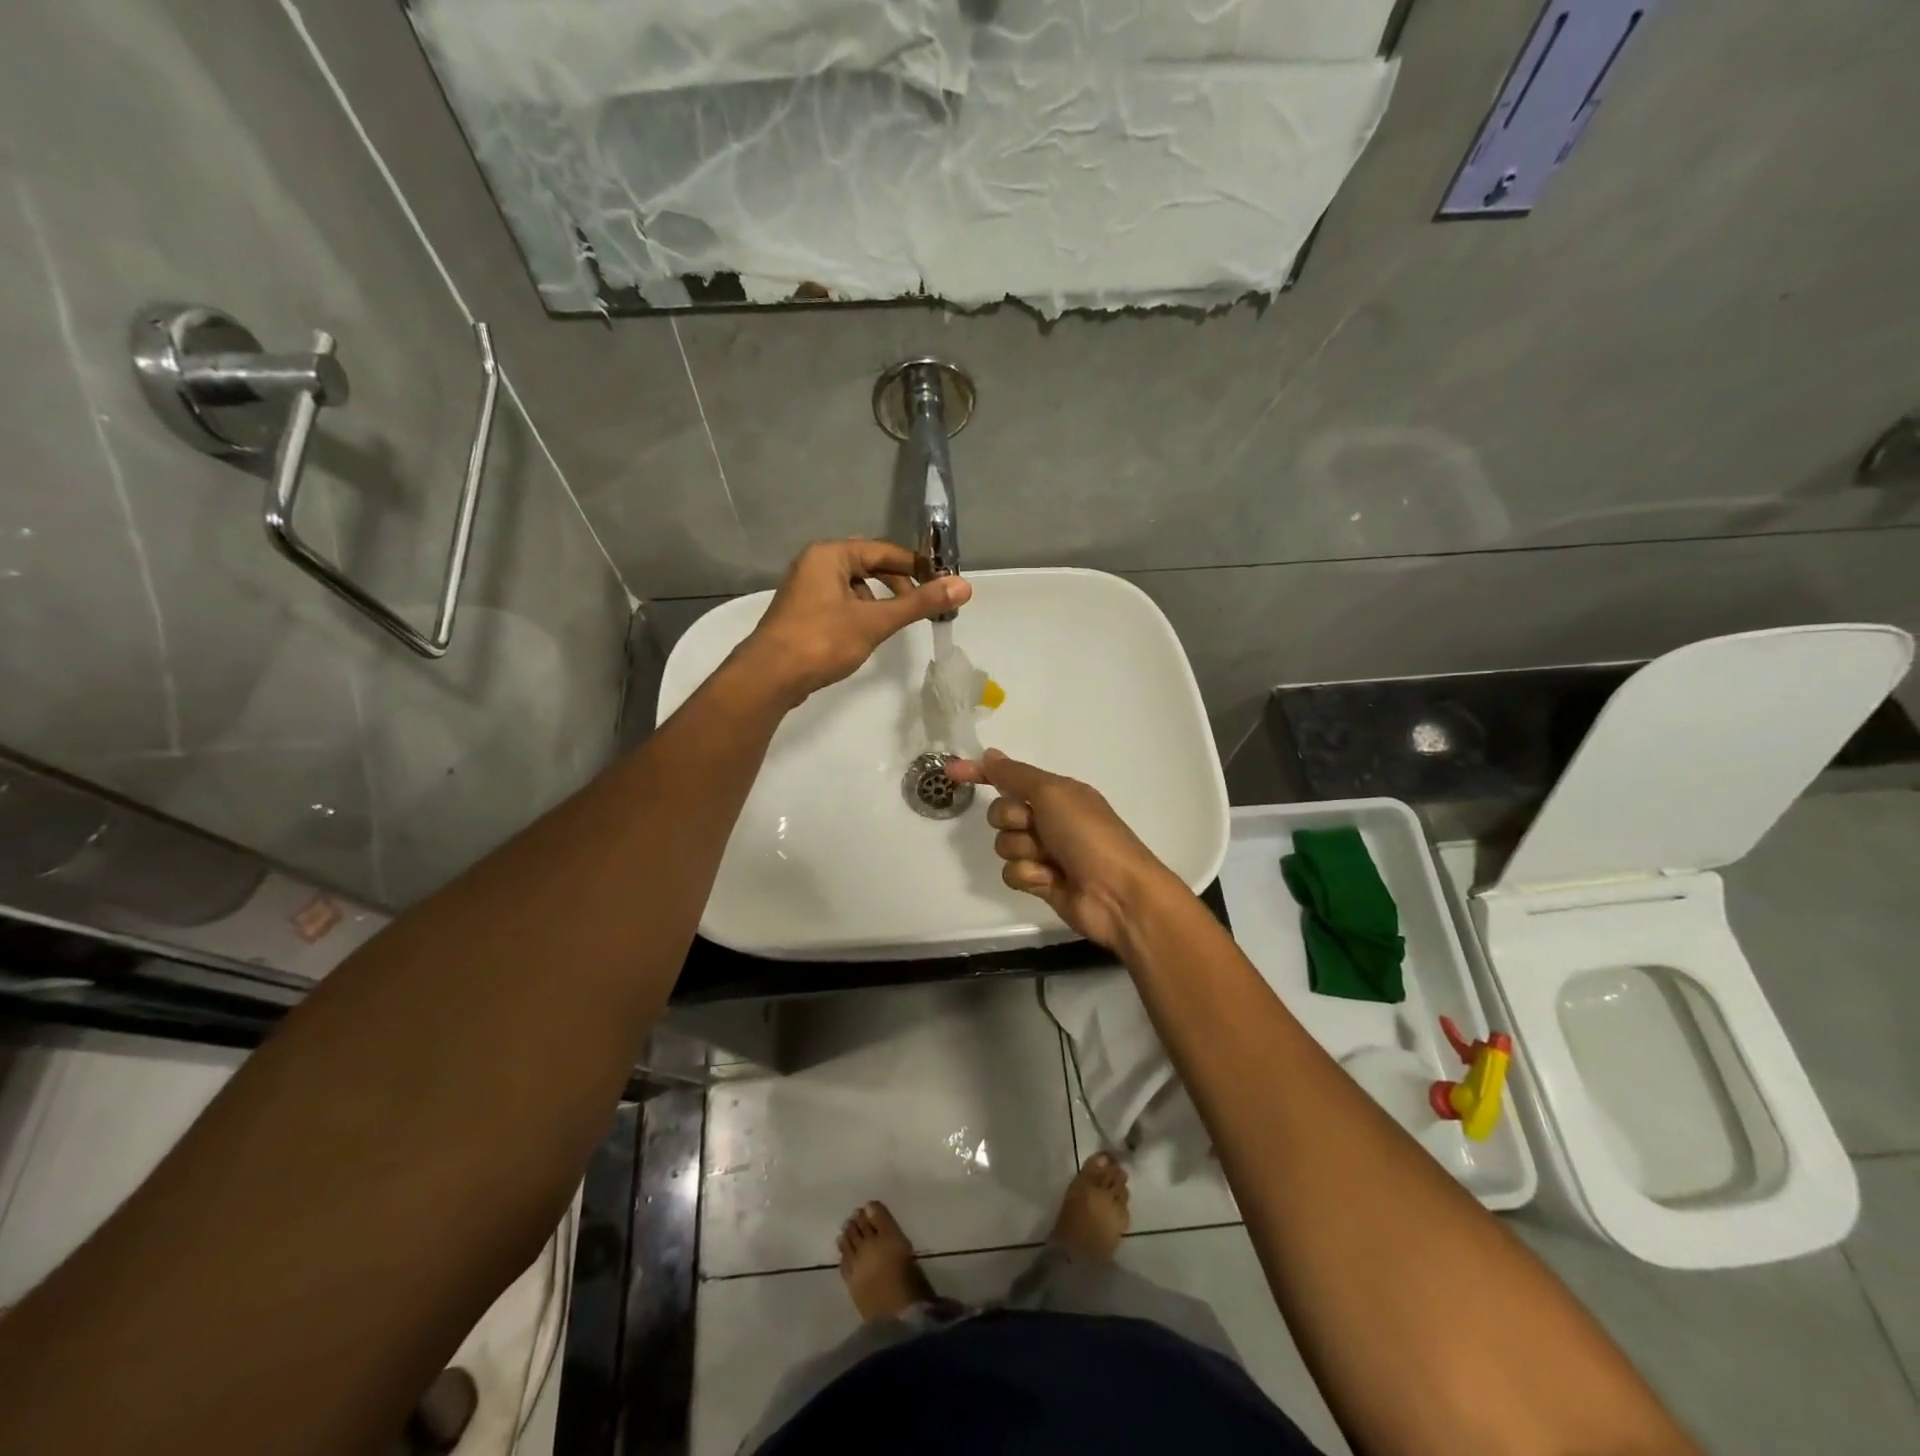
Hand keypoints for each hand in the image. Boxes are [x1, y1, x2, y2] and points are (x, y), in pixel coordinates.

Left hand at [734, 539, 969, 706]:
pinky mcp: (802, 614)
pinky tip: (867, 634)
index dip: (914, 565)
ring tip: (895, 622)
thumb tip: (964, 586)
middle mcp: (814, 564)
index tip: (940, 582)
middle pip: (867, 565)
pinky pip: (840, 603)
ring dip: (878, 601)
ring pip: (853, 587)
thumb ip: (919, 603)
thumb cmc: (822, 640)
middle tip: (921, 604)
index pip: (882, 551)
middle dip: (897, 584)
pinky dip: (860, 613)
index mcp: (829, 554)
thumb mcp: (875, 621)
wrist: (769, 677)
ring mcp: (805, 590)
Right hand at [947, 749, 1182, 949]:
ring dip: (1023, 850)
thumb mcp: (1052, 793)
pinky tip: (1050, 880)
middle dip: (1012, 820)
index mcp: (1056, 793)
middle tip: (1036, 827)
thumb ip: (1016, 775)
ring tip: (1050, 860)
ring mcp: (1045, 852)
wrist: (1117, 893)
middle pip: (1001, 813)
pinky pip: (1012, 872)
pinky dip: (1028, 875)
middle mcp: (1049, 819)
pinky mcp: (1040, 882)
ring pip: (1005, 845)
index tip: (951, 771)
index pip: (1009, 778)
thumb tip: (990, 754)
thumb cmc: (1088, 835)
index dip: (981, 774)